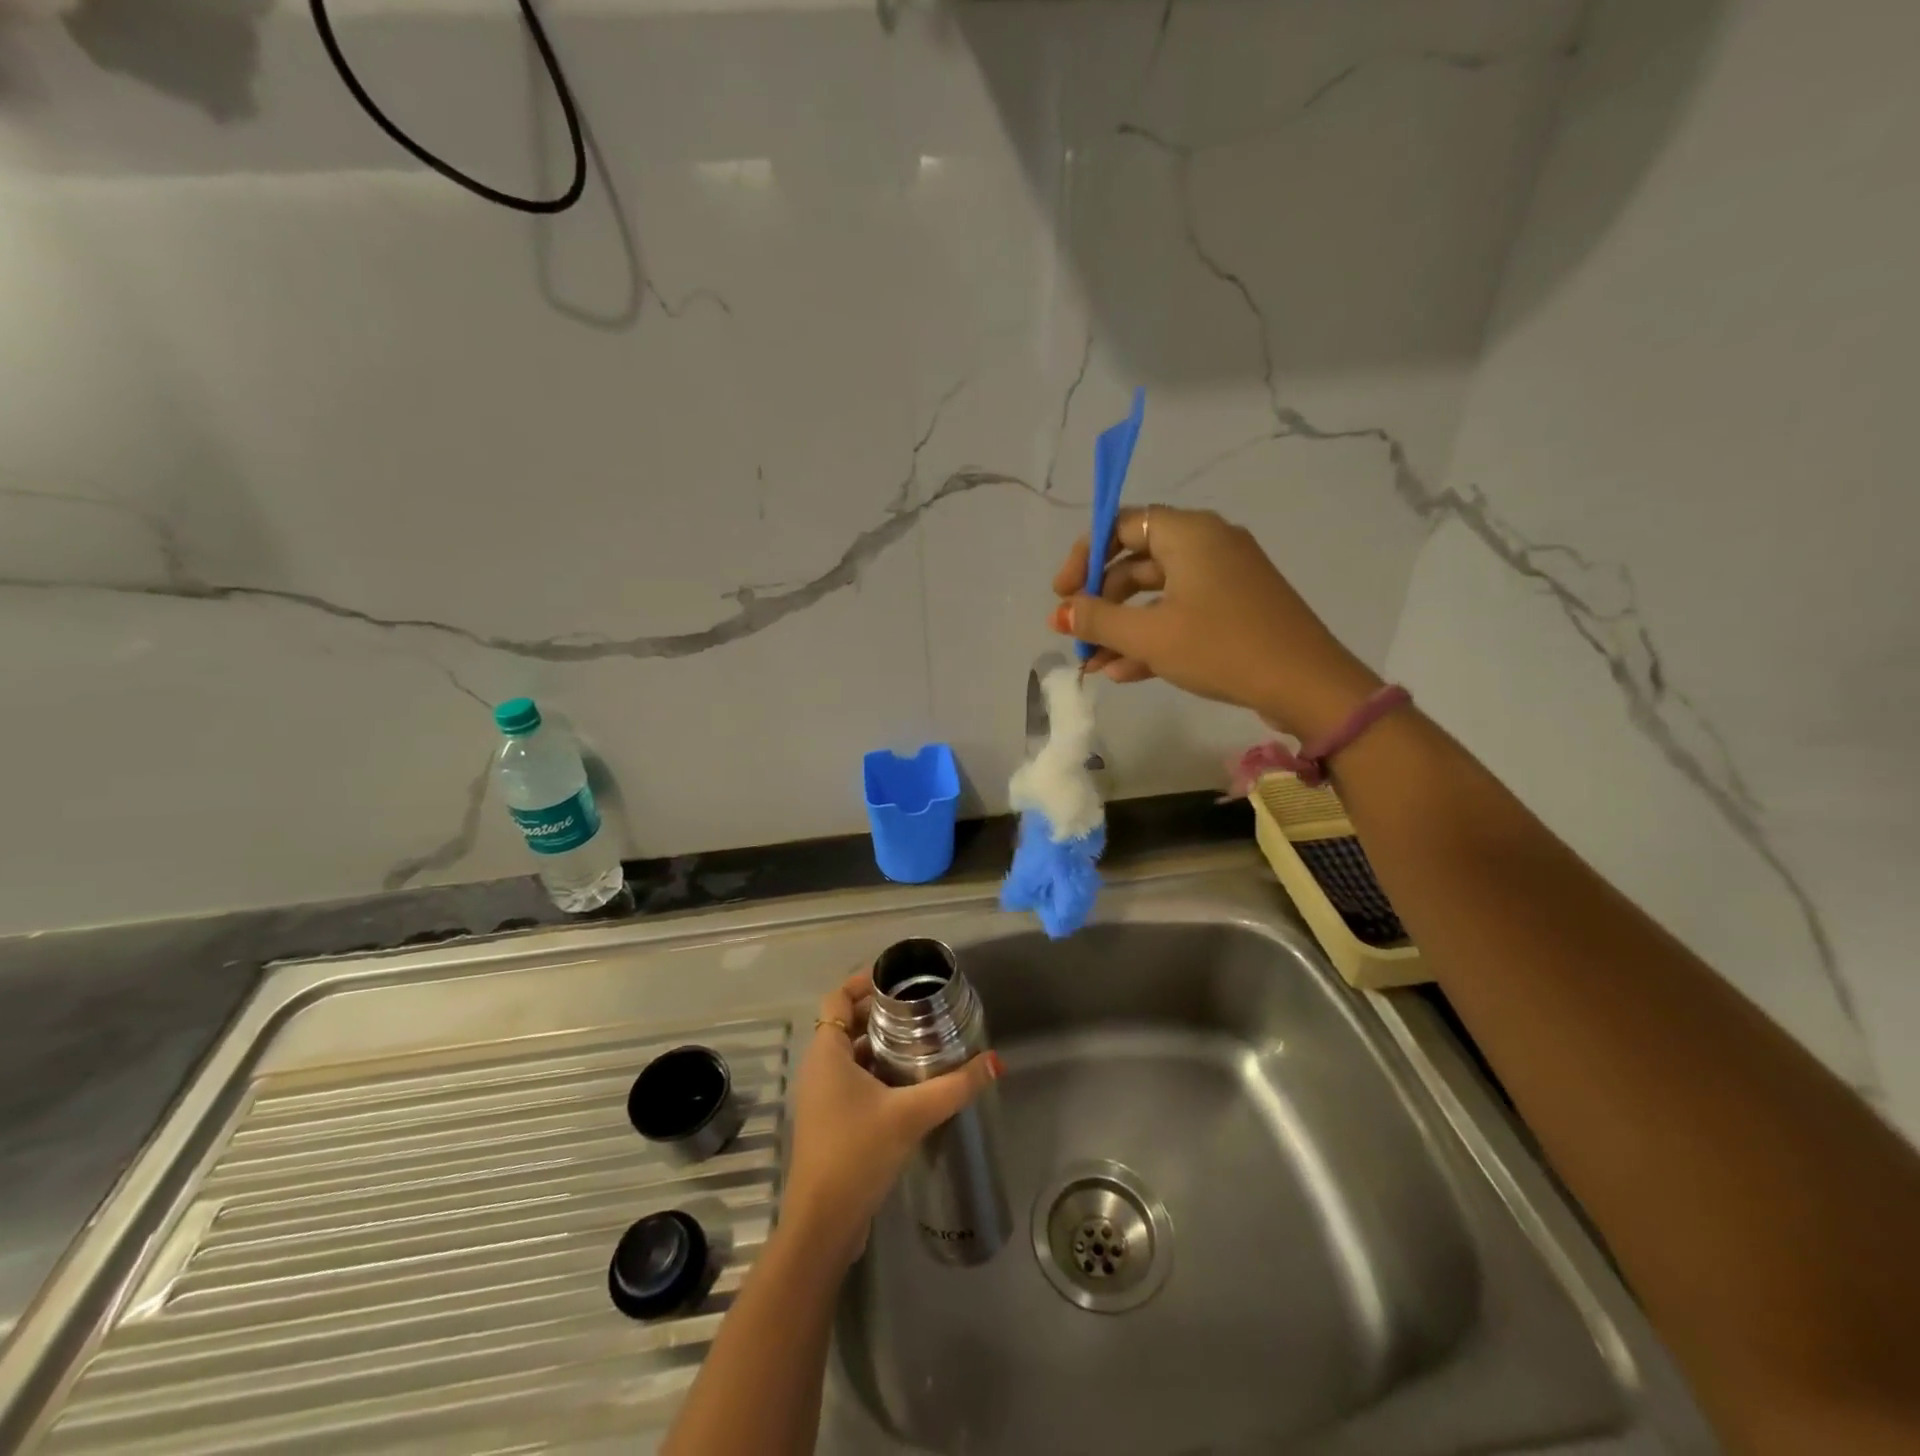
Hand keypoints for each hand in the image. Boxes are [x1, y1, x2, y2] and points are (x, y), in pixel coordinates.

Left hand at [783, 971, 1001, 1267]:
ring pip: (850, 1055)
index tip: (898, 979)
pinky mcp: (830, 1123)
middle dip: (880, 1013)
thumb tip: (995, 1062)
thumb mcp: (911, 1114)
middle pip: (846, 1023)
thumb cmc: (857, 1153)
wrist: (823, 1224)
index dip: (863, 982)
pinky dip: (876, 1072)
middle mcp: (819, 1068)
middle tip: (919, 1008)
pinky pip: (852, 1081)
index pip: (838, 998)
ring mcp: (822, 1098)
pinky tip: (909, 1084)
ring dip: (880, 1045)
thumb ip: (955, 1086)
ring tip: (921, 1041)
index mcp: (827, 1053)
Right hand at [1049, 505, 1381, 740]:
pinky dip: (1151, 638)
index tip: (1062, 594)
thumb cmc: (1222, 647)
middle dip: (1101, 602)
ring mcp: (1223, 579)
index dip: (1085, 556)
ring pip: (1156, 595)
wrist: (1305, 685)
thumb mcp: (1150, 635)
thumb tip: (1061, 612)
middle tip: (1075, 635)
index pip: (1123, 525)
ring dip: (1121, 628)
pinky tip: (1123, 673)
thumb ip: (1098, 619)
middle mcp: (1207, 545)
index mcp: (1189, 534)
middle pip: (1136, 562)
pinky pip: (1180, 614)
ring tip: (1093, 664)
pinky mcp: (1233, 610)